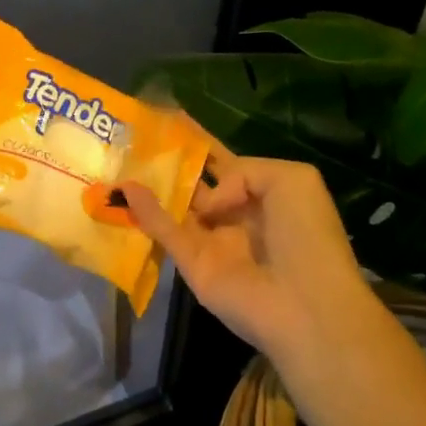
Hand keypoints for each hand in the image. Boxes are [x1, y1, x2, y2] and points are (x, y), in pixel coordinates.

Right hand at [120, 147, 373, 361]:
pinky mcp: (192, 264)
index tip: (169, 120)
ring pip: (175, 207)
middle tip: (135, 137)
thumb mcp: (292, 180)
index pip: (223, 163)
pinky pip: (166, 232)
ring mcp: (211, 240)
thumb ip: (242, 171)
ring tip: (118, 156)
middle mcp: (233, 215)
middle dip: (169, 163)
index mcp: (262, 194)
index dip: (199, 143)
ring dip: (151, 186)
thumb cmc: (308, 236)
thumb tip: (208, 200)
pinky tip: (124, 189)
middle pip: (194, 184)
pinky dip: (145, 212)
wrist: (308, 305)